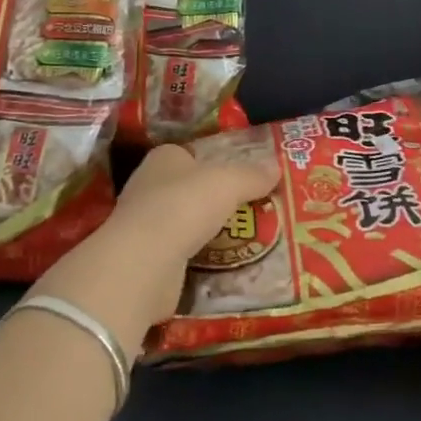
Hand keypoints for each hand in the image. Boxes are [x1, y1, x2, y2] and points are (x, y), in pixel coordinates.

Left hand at [33, 145, 280, 346]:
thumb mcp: (229, 182)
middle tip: (254, 208)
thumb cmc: (184, 206)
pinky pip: (183, 255)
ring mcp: (145, 226)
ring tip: (248, 238)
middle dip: (216, 199)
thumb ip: (252, 175)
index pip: (192, 155)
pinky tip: (226, 265)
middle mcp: (149, 187)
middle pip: (190, 190)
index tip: (245, 176)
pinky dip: (201, 260)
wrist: (144, 264)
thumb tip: (277, 168)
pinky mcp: (148, 261)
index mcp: (164, 159)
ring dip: (209, 232)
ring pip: (187, 224)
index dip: (217, 163)